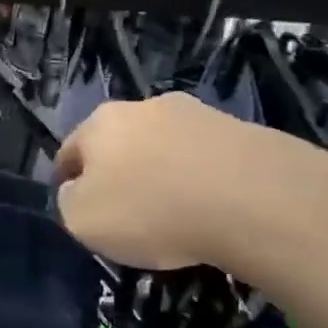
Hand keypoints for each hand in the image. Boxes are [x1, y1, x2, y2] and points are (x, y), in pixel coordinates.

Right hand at [52, 93, 264, 270]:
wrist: (259, 201)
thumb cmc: (151, 210)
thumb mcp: (82, 220)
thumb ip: (69, 201)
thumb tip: (79, 190)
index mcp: (100, 123)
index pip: (69, 151)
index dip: (67, 181)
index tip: (77, 208)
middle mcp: (146, 107)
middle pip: (120, 143)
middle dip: (118, 172)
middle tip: (126, 211)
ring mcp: (200, 115)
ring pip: (166, 148)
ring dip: (163, 173)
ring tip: (176, 213)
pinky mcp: (246, 132)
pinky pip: (209, 160)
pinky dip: (204, 180)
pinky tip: (213, 210)